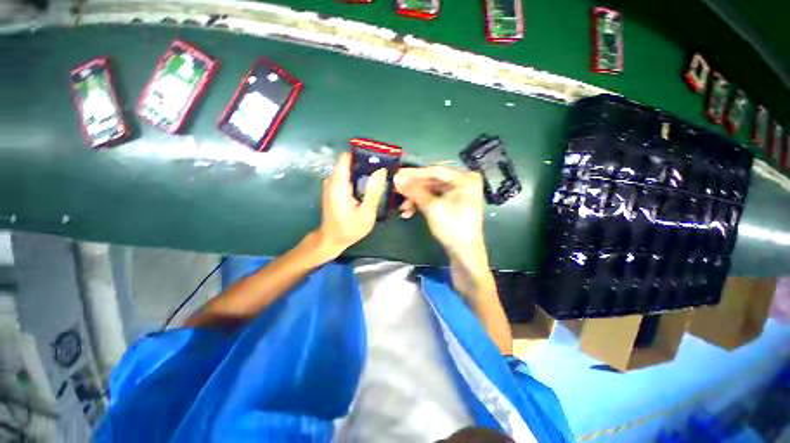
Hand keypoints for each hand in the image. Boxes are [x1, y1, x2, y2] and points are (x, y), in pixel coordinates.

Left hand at [315, 152, 386, 257]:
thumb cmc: (349, 229)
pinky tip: (369, 185)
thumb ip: (373, 192)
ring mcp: (332, 184)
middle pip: (349, 162)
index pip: (346, 157)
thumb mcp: (366, 213)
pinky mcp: (335, 189)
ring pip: (349, 169)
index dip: (362, 154)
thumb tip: (381, 170)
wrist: (332, 240)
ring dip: (364, 170)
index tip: (378, 157)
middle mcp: (332, 180)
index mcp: (338, 184)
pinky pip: (348, 176)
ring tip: (379, 177)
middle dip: (366, 163)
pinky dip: (359, 177)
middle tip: (383, 169)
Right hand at [393, 166, 485, 256]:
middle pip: (433, 180)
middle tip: (396, 189)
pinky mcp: (452, 203)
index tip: (397, 174)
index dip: (414, 173)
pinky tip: (409, 212)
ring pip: (431, 190)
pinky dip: (421, 204)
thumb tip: (396, 179)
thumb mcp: (432, 208)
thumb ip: (415, 191)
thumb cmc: (452, 228)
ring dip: (415, 198)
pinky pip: (434, 198)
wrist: (464, 254)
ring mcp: (458, 193)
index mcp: (465, 179)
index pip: (436, 171)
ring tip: (402, 208)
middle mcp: (463, 182)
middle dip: (414, 188)